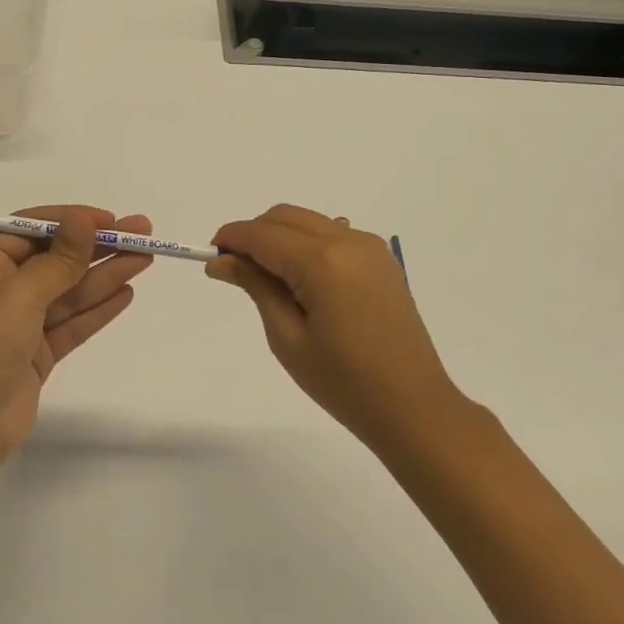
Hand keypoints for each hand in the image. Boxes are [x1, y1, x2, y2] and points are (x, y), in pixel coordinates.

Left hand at [0, 206, 153, 460]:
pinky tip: (126, 293)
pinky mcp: (36, 353)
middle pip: (57, 258)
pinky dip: (98, 309)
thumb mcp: (20, 295)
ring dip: (106, 274)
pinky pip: (72, 323)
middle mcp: (1, 288)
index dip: (72, 221)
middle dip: (98, 246)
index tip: (111, 220)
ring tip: (145, 258)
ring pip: (70, 291)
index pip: (32, 229)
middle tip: (143, 233)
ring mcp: (20, 323)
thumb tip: (83, 218)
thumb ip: (59, 260)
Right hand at [208, 204, 458, 448]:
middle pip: (285, 217)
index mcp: (322, 262)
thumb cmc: (343, 382)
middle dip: (254, 233)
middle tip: (234, 269)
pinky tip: (303, 279)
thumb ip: (255, 286)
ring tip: (267, 278)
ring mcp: (369, 247)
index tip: (210, 256)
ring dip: (281, 236)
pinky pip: (333, 234)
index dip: (231, 238)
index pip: (263, 234)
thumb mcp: (287, 337)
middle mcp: (347, 241)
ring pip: (309, 222)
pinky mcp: (381, 259)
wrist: (413, 407)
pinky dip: (307, 243)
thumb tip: (221, 260)